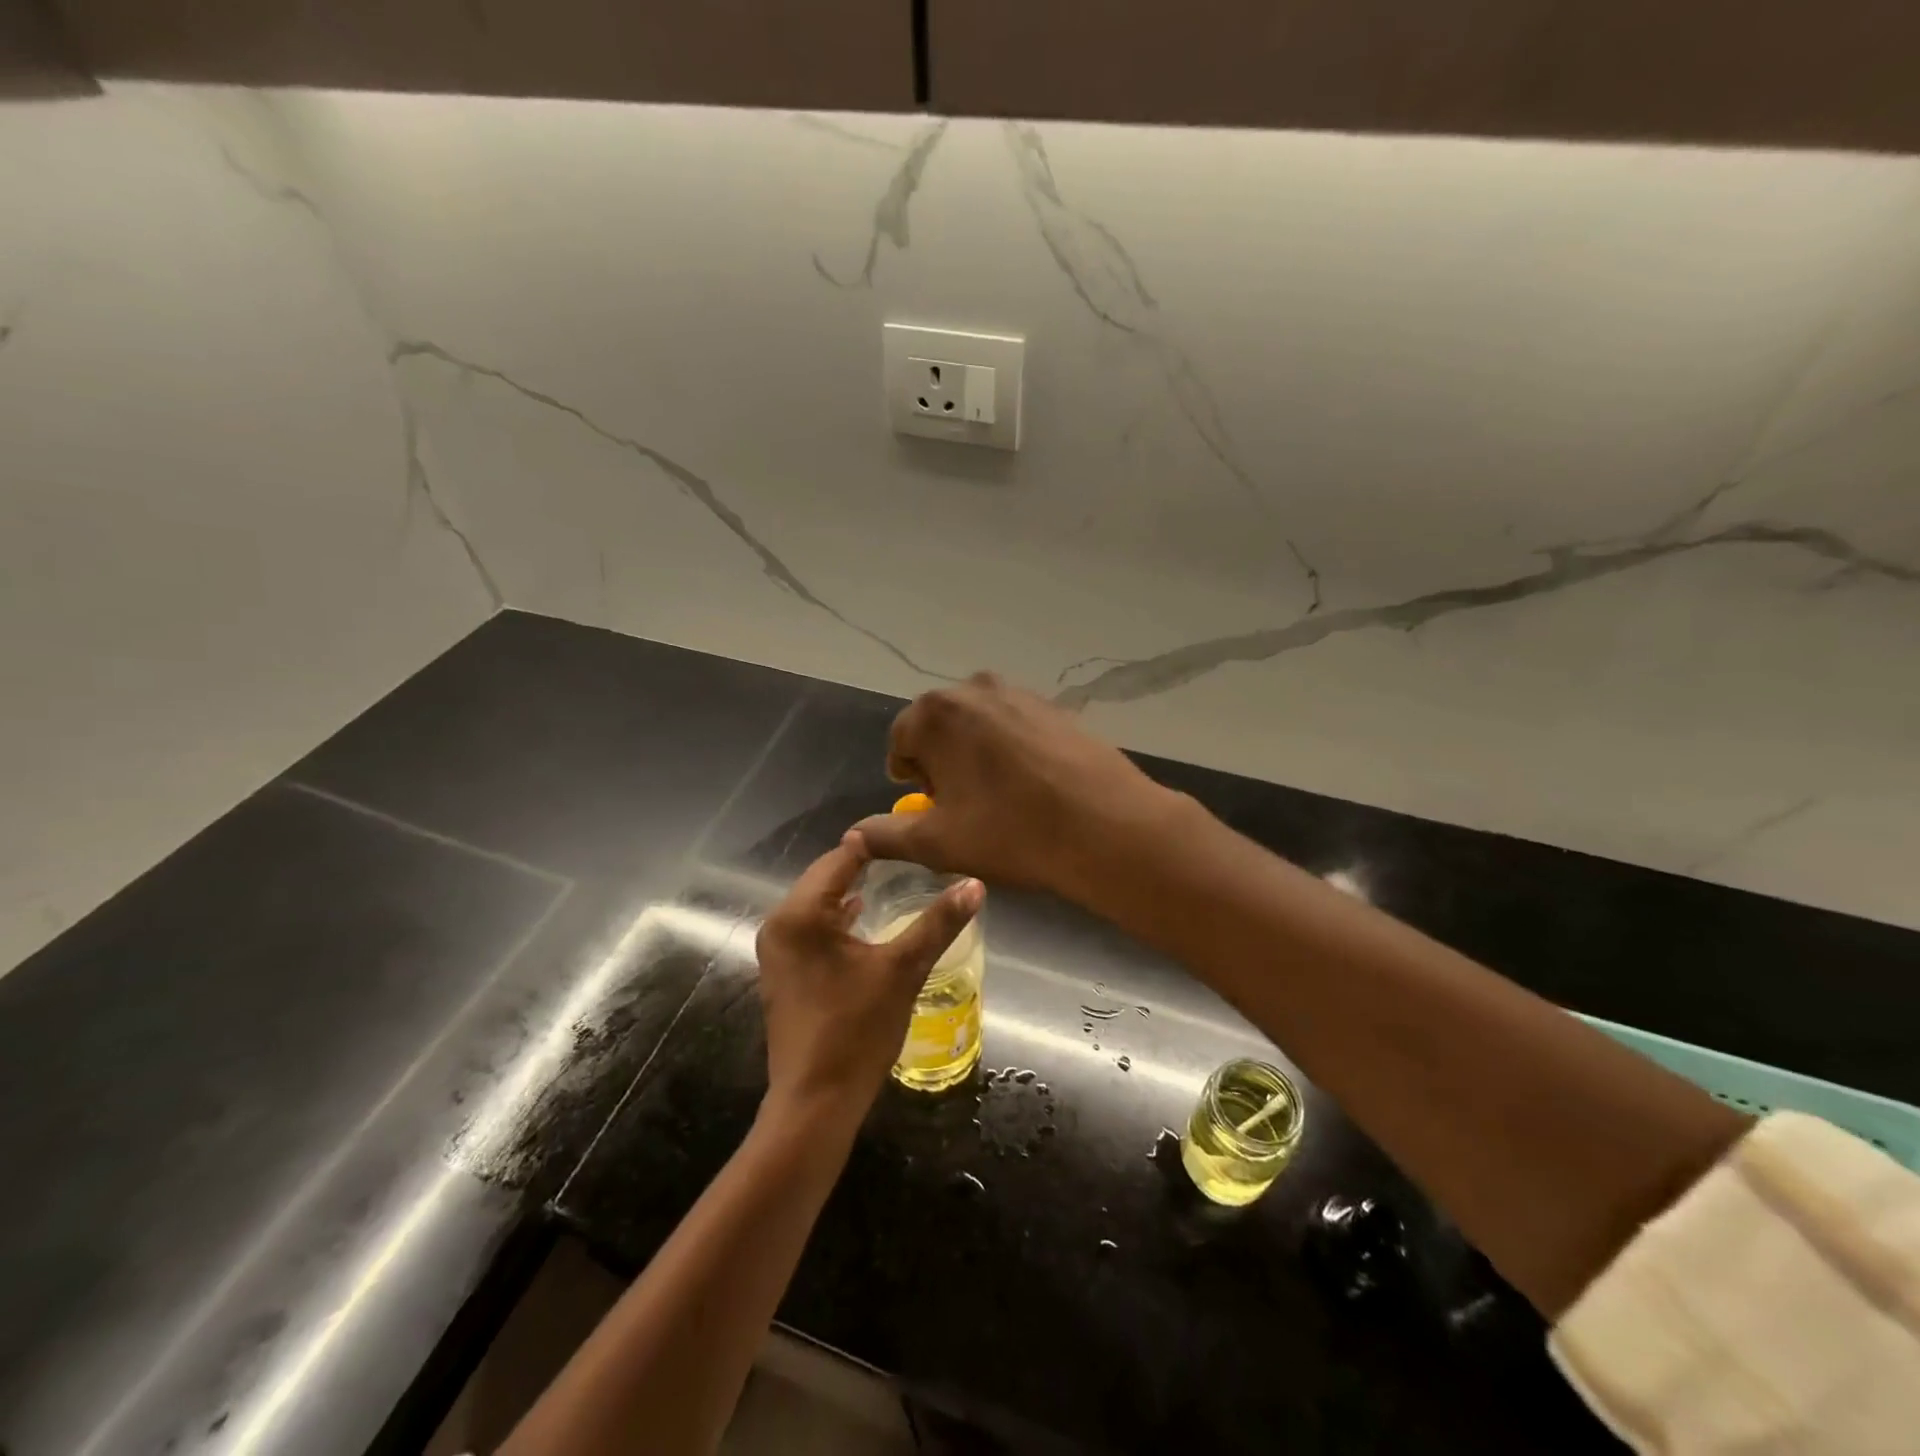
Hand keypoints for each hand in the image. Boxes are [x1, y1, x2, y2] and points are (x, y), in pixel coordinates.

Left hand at [755, 830, 982, 1122]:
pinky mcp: (782, 971)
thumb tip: (974, 884)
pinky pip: (812, 927)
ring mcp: (776, 949)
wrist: (815, 1102)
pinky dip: (838, 918)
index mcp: (800, 914)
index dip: (877, 845)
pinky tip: (865, 920)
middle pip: (826, 877)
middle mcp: (779, 923)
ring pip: (818, 903)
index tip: (913, 835)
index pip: (840, 858)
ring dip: (851, 892)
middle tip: (910, 858)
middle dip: (865, 867)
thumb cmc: (856, 1031)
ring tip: (895, 881)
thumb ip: (938, 923)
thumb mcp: (903, 970)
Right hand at [853, 672, 1180, 902]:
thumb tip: (853, 835)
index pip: (901, 742)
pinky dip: (1011, 751)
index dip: (911, 780)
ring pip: (978, 726)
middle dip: (942, 763)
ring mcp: (1019, 692)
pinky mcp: (1055, 706)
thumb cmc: (1011, 832)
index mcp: (935, 713)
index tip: (933, 809)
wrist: (1106, 826)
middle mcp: (973, 688)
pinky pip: (1014, 726)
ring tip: (999, 798)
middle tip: (965, 806)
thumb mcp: (937, 842)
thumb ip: (885, 835)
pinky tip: (1032, 785)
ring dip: (976, 756)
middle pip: (939, 728)